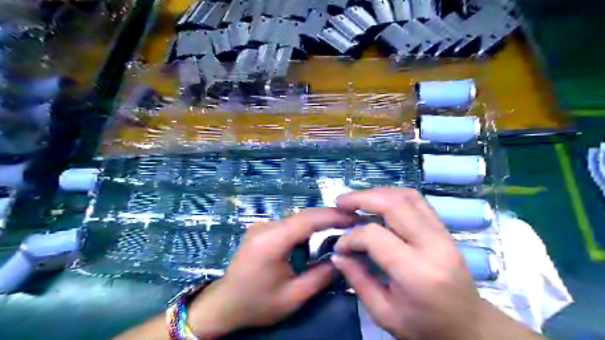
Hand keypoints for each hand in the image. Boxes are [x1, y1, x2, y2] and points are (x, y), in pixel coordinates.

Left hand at [187, 207, 352, 336]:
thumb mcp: (292, 297)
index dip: (331, 216)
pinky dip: (304, 231)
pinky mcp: (261, 229)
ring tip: (337, 232)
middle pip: (303, 216)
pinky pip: (288, 225)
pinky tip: (312, 242)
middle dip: (328, 218)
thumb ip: (320, 277)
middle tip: (351, 223)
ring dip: (316, 225)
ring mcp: (261, 226)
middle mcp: (265, 227)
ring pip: (296, 220)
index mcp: (271, 241)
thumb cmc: (257, 304)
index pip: (307, 220)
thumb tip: (341, 257)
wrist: (224, 304)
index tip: (353, 217)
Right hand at [331, 188, 495, 339]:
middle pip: (393, 205)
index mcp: (416, 272)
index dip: (352, 237)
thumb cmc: (425, 327)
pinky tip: (379, 201)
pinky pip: (417, 201)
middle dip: (362, 198)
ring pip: (407, 196)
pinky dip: (394, 195)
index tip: (340, 246)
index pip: (375, 236)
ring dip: (378, 193)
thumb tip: (338, 254)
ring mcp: (442, 233)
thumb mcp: (384, 313)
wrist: (468, 326)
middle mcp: (432, 245)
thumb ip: (358, 280)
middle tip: (341, 202)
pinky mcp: (444, 229)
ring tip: (357, 199)